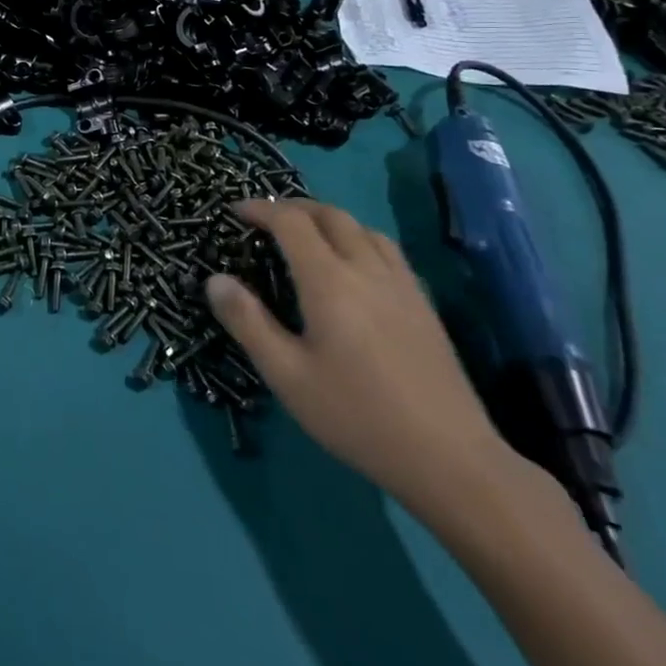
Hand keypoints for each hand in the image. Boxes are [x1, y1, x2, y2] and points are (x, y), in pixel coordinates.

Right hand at [207, 200, 520, 522]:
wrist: (449, 458)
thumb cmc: (357, 416)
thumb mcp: (287, 375)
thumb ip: (248, 322)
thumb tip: (215, 279)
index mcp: (329, 280)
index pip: (291, 222)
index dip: (260, 209)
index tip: (235, 212)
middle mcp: (366, 268)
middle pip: (329, 214)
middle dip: (293, 207)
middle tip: (266, 219)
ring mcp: (402, 283)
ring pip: (363, 227)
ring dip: (329, 219)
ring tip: (308, 236)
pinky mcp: (424, 303)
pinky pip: (387, 249)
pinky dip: (359, 238)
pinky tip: (355, 266)